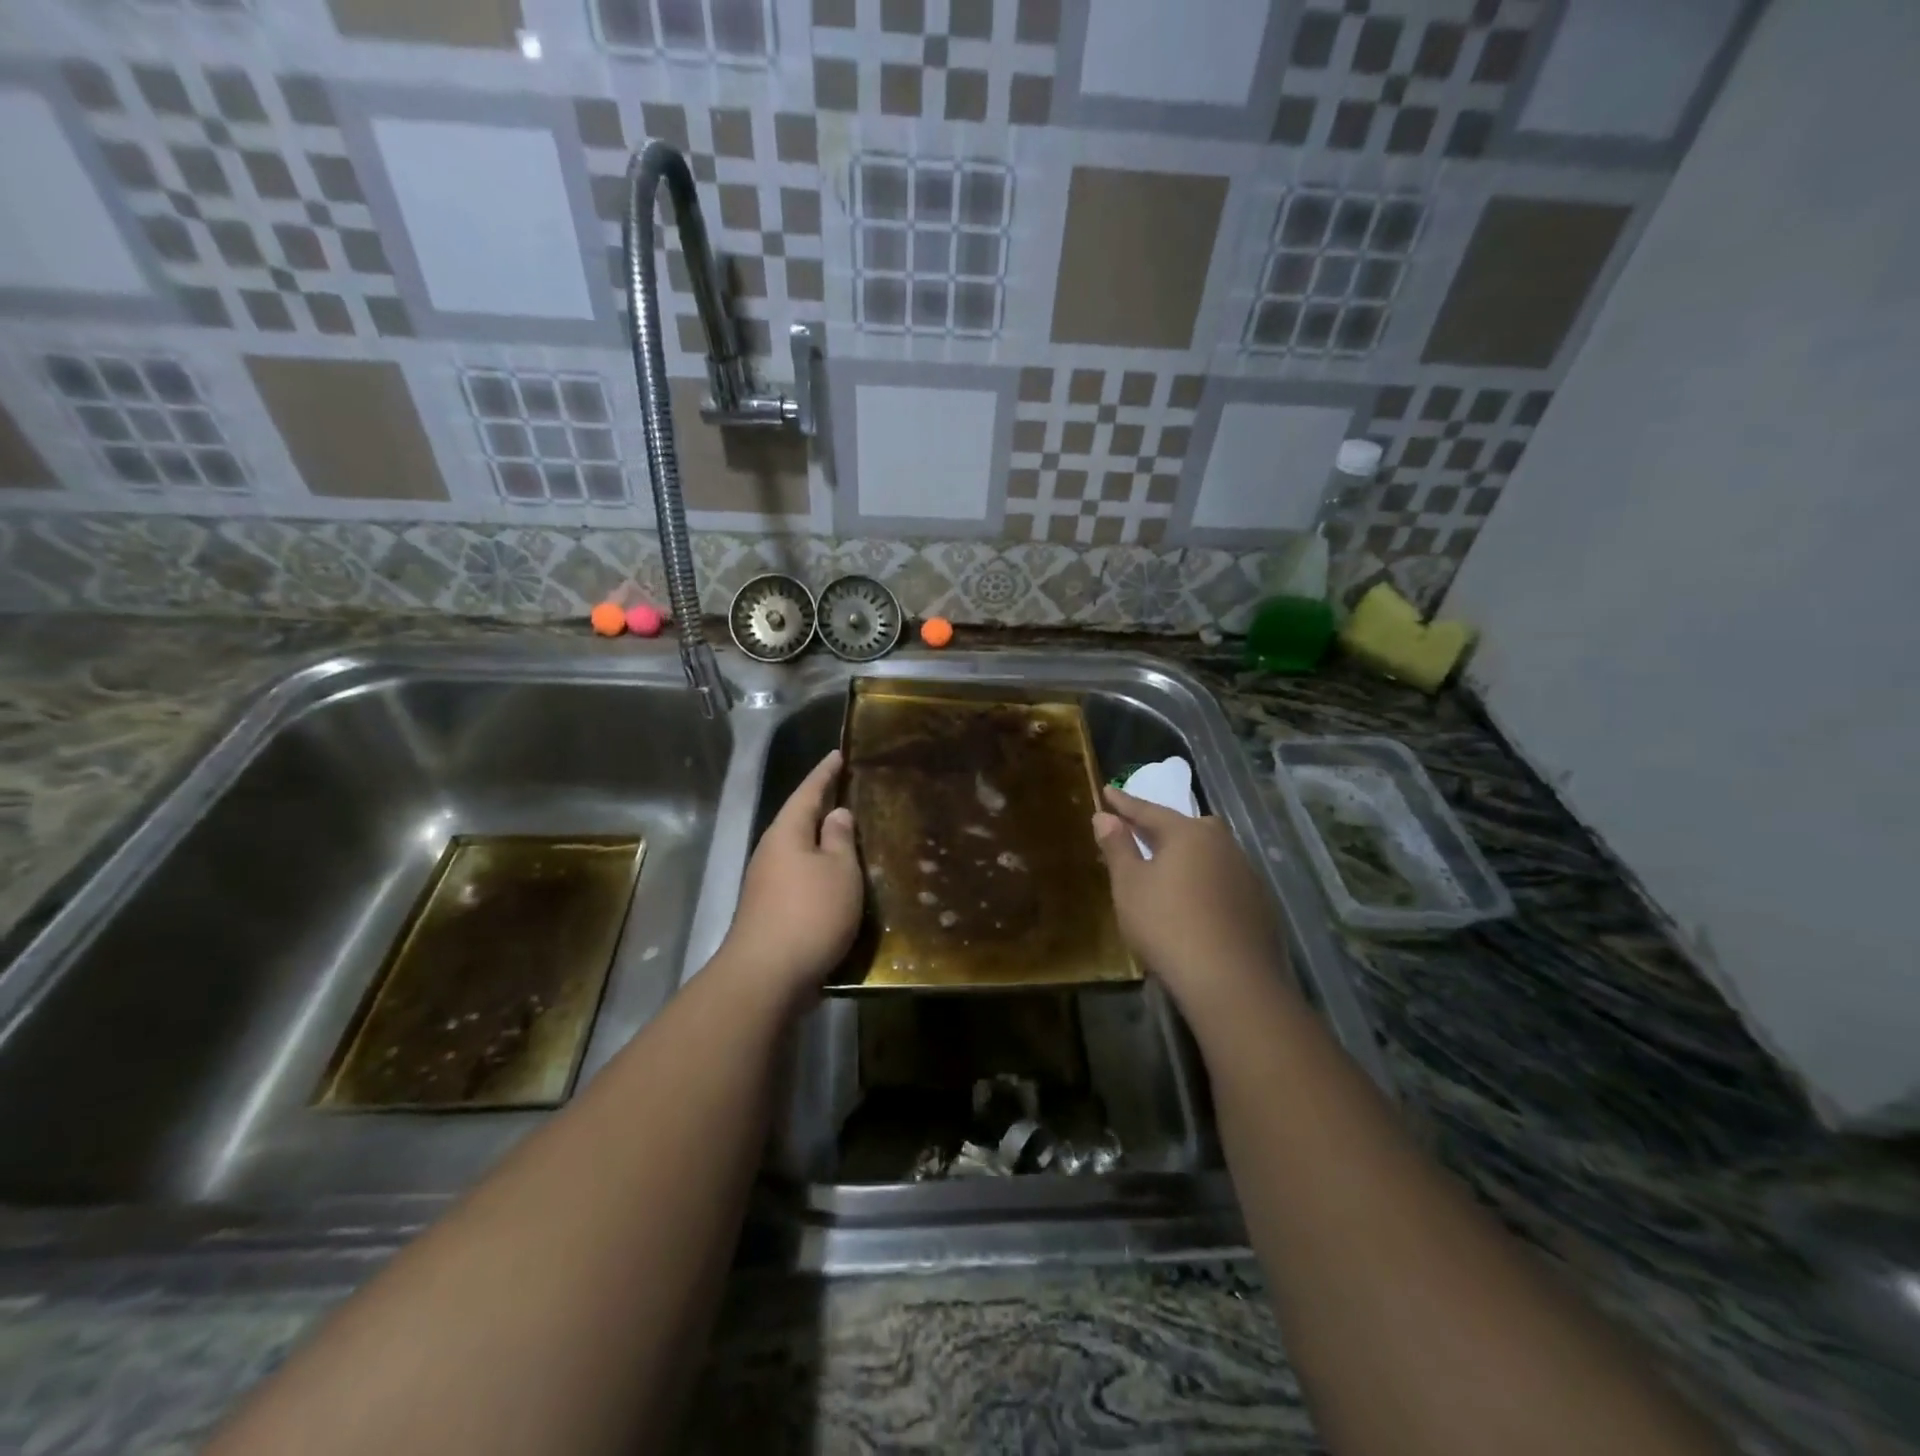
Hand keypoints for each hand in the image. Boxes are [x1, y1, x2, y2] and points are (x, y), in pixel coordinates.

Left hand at [722, 750, 861, 1001]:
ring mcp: (766, 884)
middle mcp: (771, 853)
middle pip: (798, 820)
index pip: (807, 792)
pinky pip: (799, 876)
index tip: (838, 754)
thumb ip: (839, 839)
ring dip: (820, 842)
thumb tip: (835, 814)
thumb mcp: (839, 871)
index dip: (824, 773)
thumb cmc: (810, 913)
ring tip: (848, 835)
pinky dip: (818, 870)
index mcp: (786, 833)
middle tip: (847, 791)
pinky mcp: (770, 911)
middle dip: (820, 806)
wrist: (767, 976)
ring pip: (798, 850)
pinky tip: (835, 880)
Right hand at [1092, 787, 1289, 1011]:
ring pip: (1209, 854)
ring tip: (1167, 868)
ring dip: (1186, 856)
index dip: (1124, 803)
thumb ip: (1117, 847)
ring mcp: (1246, 874)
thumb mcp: (1130, 885)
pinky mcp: (1259, 905)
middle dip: (1162, 827)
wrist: (1231, 980)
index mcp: (1188, 833)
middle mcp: (1222, 844)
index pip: (1149, 810)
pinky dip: (1204, 881)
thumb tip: (1105, 817)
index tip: (1107, 791)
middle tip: (1141, 831)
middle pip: (1187, 827)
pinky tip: (1195, 902)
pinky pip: (1223, 880)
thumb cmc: (1167, 925)